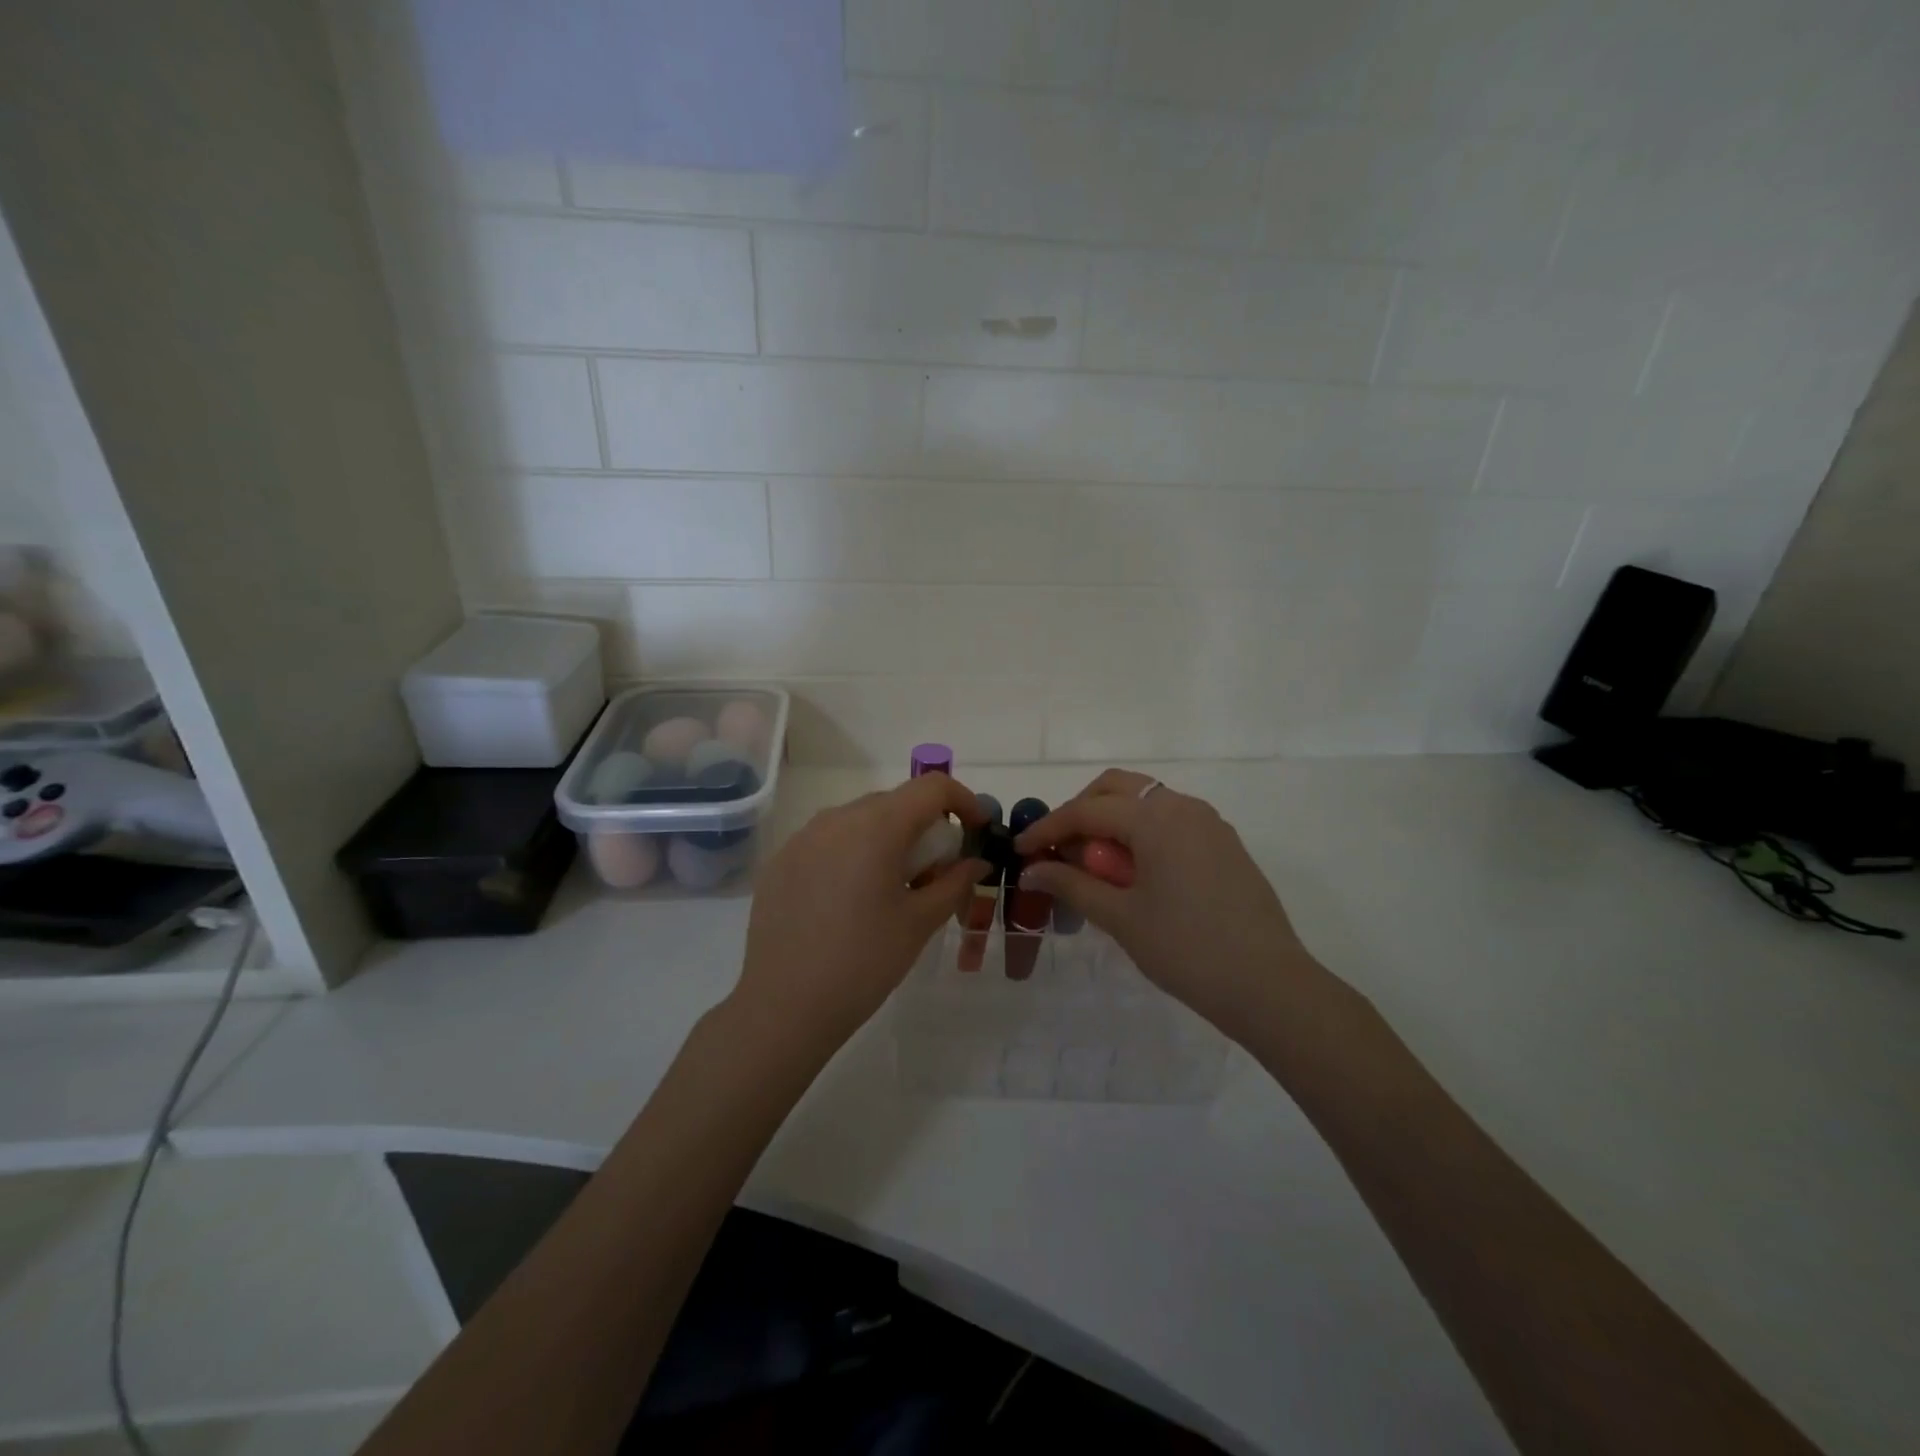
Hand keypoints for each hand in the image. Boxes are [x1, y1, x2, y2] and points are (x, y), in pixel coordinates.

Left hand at [733, 774, 988, 1058]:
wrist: (784, 1006)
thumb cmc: (864, 962)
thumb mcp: (920, 922)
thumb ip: (954, 882)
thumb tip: (975, 862)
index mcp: (877, 826)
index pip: (932, 787)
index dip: (963, 801)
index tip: (977, 831)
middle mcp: (837, 818)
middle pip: (894, 802)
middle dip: (925, 826)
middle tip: (936, 870)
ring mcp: (802, 837)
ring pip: (859, 820)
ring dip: (887, 839)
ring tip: (892, 886)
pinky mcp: (781, 861)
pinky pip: (827, 841)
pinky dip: (852, 854)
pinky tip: (849, 900)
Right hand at [1015, 769, 1317, 1038]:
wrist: (1269, 985)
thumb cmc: (1186, 949)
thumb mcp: (1121, 917)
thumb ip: (1072, 885)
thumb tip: (1031, 871)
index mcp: (1156, 818)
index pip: (1087, 810)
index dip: (1048, 828)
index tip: (1021, 851)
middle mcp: (1183, 807)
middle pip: (1117, 789)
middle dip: (1081, 811)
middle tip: (1059, 849)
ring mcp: (1209, 824)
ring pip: (1146, 802)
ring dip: (1112, 821)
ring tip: (1094, 865)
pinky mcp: (1224, 844)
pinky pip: (1171, 821)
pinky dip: (1142, 833)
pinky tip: (1133, 873)